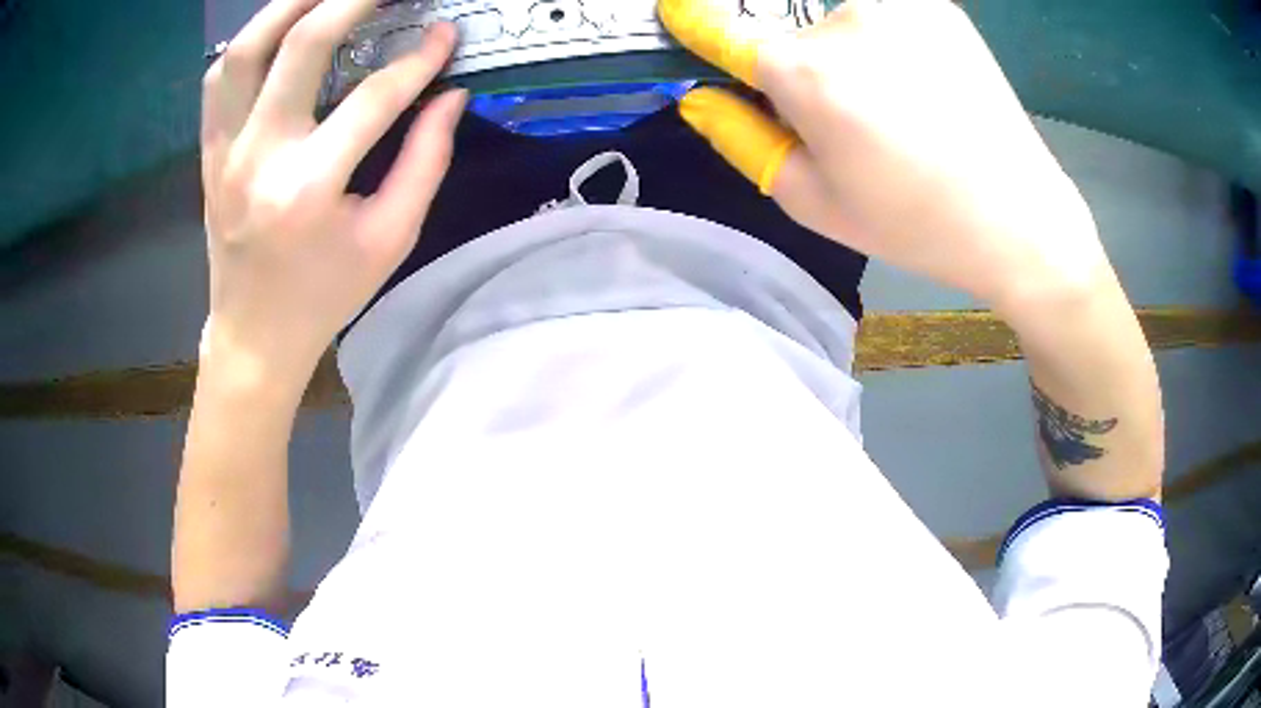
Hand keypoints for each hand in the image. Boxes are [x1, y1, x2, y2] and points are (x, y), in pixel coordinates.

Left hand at [200, 0, 465, 390]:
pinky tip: (281, 29)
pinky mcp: (210, 151)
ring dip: (290, 5)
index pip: (374, 97)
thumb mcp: (390, 239)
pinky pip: (220, 78)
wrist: (254, 334)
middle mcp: (260, 157)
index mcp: (310, 188)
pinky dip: (252, 40)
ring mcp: (226, 150)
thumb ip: (426, 161)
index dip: (420, 58)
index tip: (446, 34)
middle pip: (302, 45)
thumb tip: (450, 95)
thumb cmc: (324, 294)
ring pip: (246, 49)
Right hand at [661, 0, 1111, 312]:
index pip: (721, 28)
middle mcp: (845, 17)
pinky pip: (885, 16)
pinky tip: (924, 86)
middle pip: (790, 33)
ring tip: (897, 106)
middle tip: (846, 120)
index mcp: (806, 72)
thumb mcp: (814, 202)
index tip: (680, 13)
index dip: (695, 23)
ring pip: (838, 22)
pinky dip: (886, 42)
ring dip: (846, 54)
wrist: (1020, 218)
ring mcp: (898, 3)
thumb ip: (741, 139)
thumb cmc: (915, 224)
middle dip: (799, 69)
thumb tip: (700, 96)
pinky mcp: (937, 3)